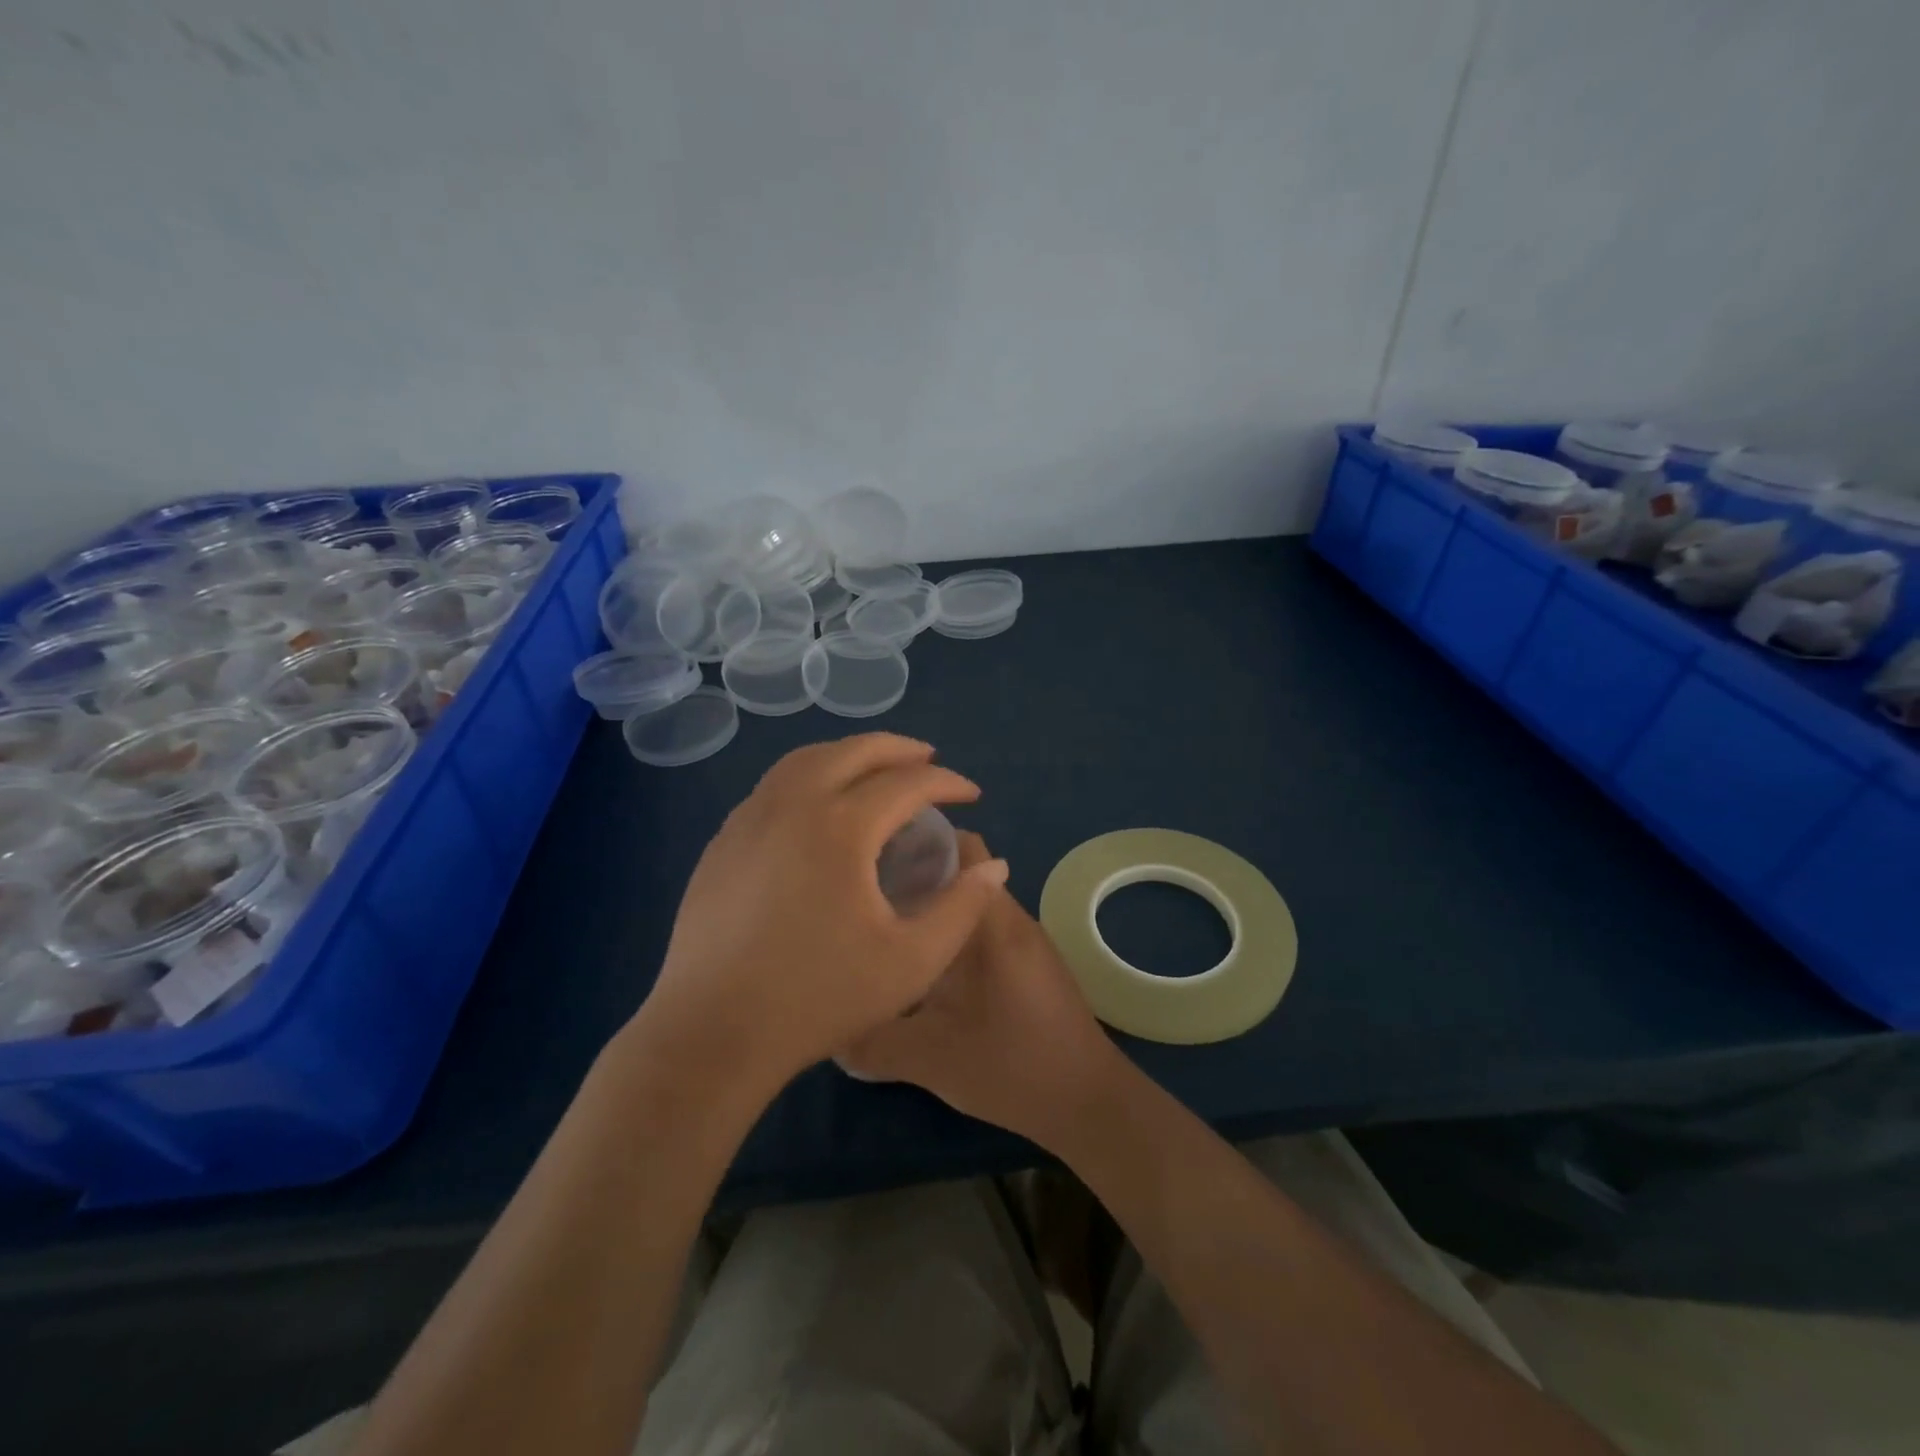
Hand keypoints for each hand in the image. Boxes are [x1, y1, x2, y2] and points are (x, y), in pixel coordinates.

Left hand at [631, 735, 1008, 1098]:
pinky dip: (810, 776)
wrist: (713, 1032)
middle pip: (853, 751)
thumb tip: (994, 866)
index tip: (972, 795)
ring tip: (876, 770)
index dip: (947, 782)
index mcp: (841, 827)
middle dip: (899, 749)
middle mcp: (792, 805)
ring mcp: (749, 819)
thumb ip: (962, 908)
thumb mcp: (912, 961)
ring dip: (849, 754)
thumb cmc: (818, 998)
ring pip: (805, 759)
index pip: (907, 782)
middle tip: (929, 760)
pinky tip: (819, 807)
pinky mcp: (723, 841)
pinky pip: (774, 786)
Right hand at [840, 831, 1121, 1150]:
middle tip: (864, 893)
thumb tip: (829, 1028)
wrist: (1089, 1104)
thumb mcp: (932, 1058)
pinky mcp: (1028, 965)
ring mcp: (1025, 942)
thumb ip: (873, 1041)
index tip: (873, 855)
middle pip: (962, 873)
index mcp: (994, 923)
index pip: (963, 849)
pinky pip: (982, 931)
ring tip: (884, 925)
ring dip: (932, 908)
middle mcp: (1012, 919)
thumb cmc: (1013, 1067)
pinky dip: (950, 934)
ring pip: (971, 905)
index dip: (920, 840)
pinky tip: (920, 964)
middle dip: (915, 874)